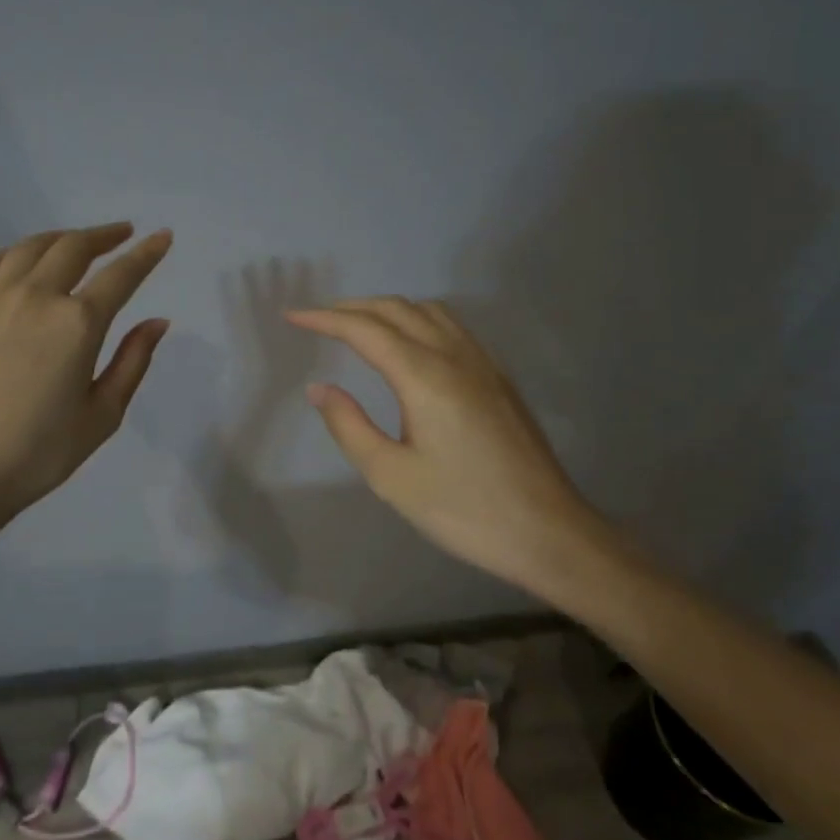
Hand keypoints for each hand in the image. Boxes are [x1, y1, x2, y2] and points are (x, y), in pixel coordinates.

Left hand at [0, 223, 172, 539]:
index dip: (146, 254)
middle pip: (73, 248)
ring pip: (29, 248)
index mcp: (78, 324)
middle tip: (122, 233)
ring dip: (59, 238)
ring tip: (75, 242)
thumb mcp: (102, 416)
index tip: (162, 237)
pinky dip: (11, 254)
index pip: (121, 275)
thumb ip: (132, 362)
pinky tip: (19, 260)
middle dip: (103, 236)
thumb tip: (157, 321)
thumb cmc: (37, 454)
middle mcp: (35, 297)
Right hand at [286, 297, 620, 602]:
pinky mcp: (498, 378)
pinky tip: (409, 344)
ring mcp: (483, 364)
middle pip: (397, 310)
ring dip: (387, 309)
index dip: (325, 319)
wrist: (547, 530)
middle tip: (317, 320)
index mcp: (424, 377)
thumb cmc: (462, 509)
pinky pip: (451, 327)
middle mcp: (455, 356)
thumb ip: (349, 426)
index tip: (292, 317)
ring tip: (358, 325)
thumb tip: (319, 388)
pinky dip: (417, 320)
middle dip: (352, 308)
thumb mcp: (391, 476)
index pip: (365, 330)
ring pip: (429, 312)